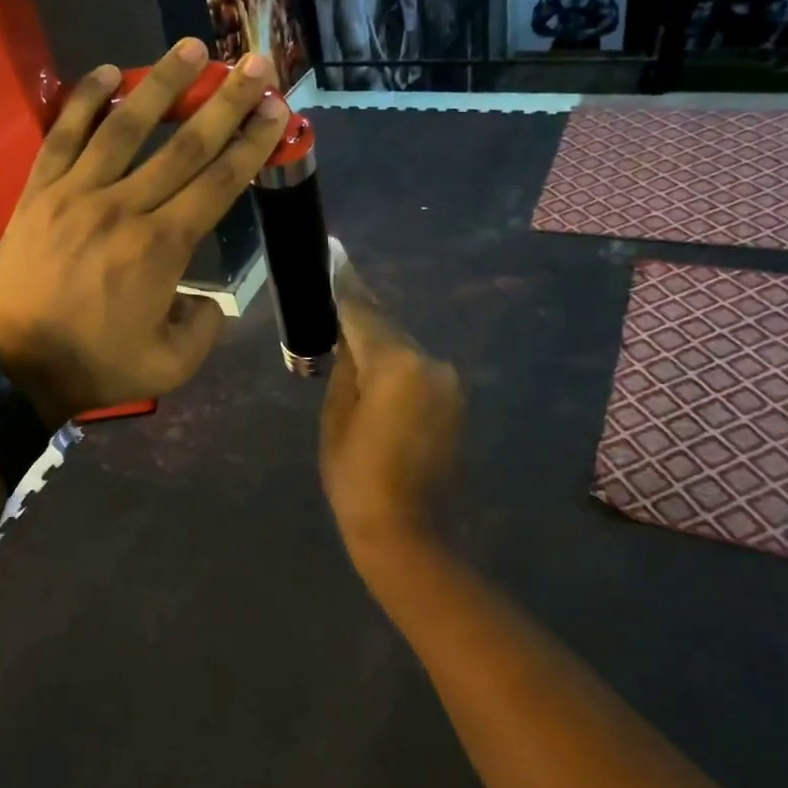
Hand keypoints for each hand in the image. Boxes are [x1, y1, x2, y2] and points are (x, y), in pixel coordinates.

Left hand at [0, 38, 289, 425]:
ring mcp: (76, 194)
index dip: (252, 143)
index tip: (275, 110)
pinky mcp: (38, 193)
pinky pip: (63, 136)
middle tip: (254, 64)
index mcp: (162, 248)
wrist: (14, 369)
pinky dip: (85, 102)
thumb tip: (205, 299)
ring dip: (162, 84)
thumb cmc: (96, 367)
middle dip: (226, 101)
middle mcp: (125, 208)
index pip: (218, 182)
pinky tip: (108, 74)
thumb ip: (204, 328)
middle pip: (184, 145)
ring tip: (191, 49)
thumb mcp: (170, 365)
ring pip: (126, 127)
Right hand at [320, 253, 462, 548]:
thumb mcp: (336, 418)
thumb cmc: (357, 478)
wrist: (410, 533)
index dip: (344, 283)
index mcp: (396, 363)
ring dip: (378, 347)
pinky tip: (375, 380)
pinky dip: (396, 369)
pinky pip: (418, 373)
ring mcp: (449, 383)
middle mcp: (430, 362)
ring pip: (404, 351)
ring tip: (348, 345)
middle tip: (332, 299)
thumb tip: (350, 342)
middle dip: (360, 317)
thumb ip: (345, 368)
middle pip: (387, 328)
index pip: (363, 311)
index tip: (334, 254)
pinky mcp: (455, 403)